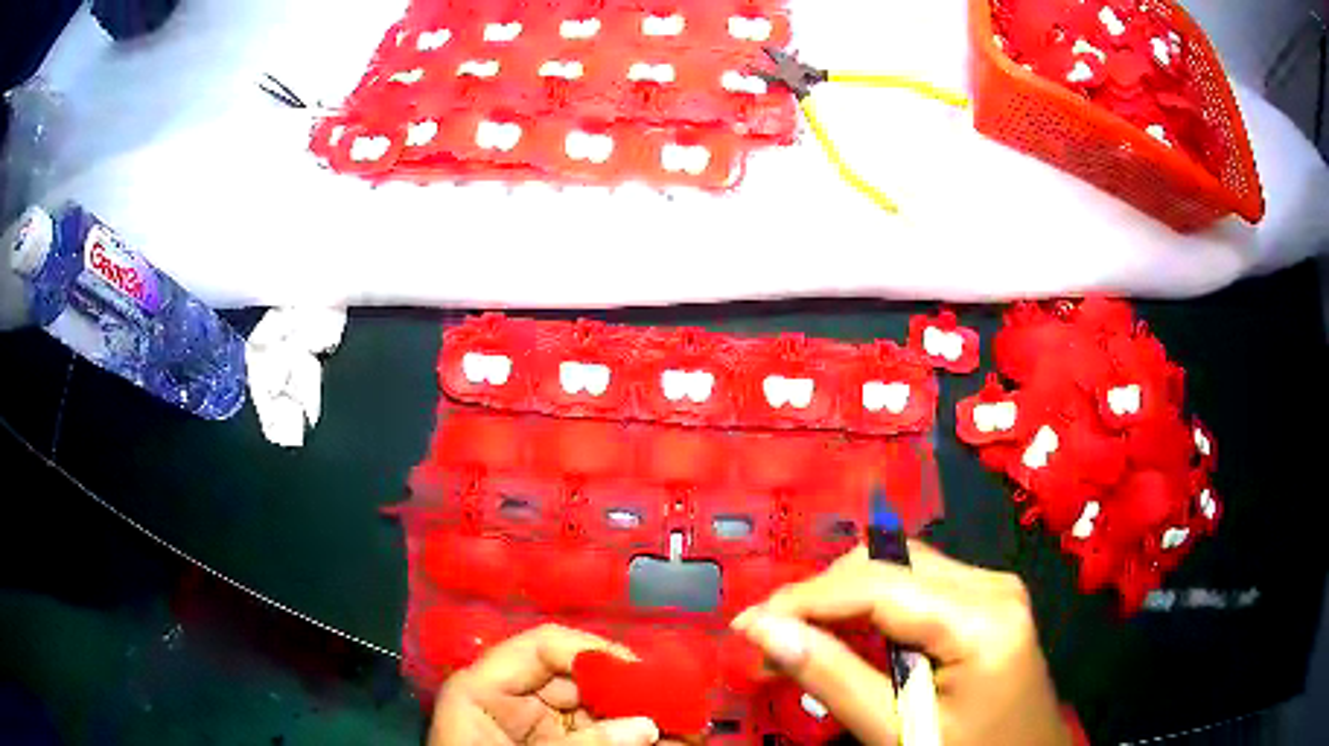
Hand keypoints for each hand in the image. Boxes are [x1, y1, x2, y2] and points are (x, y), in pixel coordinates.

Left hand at [429, 624, 661, 745]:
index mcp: (486, 688)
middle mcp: (517, 699)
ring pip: (603, 710)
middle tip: (683, 707)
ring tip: (690, 730)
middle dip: (636, 693)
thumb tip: (649, 725)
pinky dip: (637, 740)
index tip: (646, 675)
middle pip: (584, 679)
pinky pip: (605, 736)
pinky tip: (671, 743)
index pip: (543, 647)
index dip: (596, 652)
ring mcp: (541, 726)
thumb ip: (582, 745)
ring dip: (647, 719)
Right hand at [732, 542, 1070, 745]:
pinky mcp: (987, 599)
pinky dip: (873, 606)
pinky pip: (918, 585)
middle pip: (890, 561)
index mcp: (983, 618)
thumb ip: (834, 679)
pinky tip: (847, 637)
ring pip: (900, 566)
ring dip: (843, 598)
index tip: (745, 624)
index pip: (879, 584)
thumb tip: (764, 630)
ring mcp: (994, 587)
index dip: (805, 598)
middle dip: (822, 595)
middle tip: (771, 640)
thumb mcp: (899, 730)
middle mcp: (992, 584)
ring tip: (800, 641)